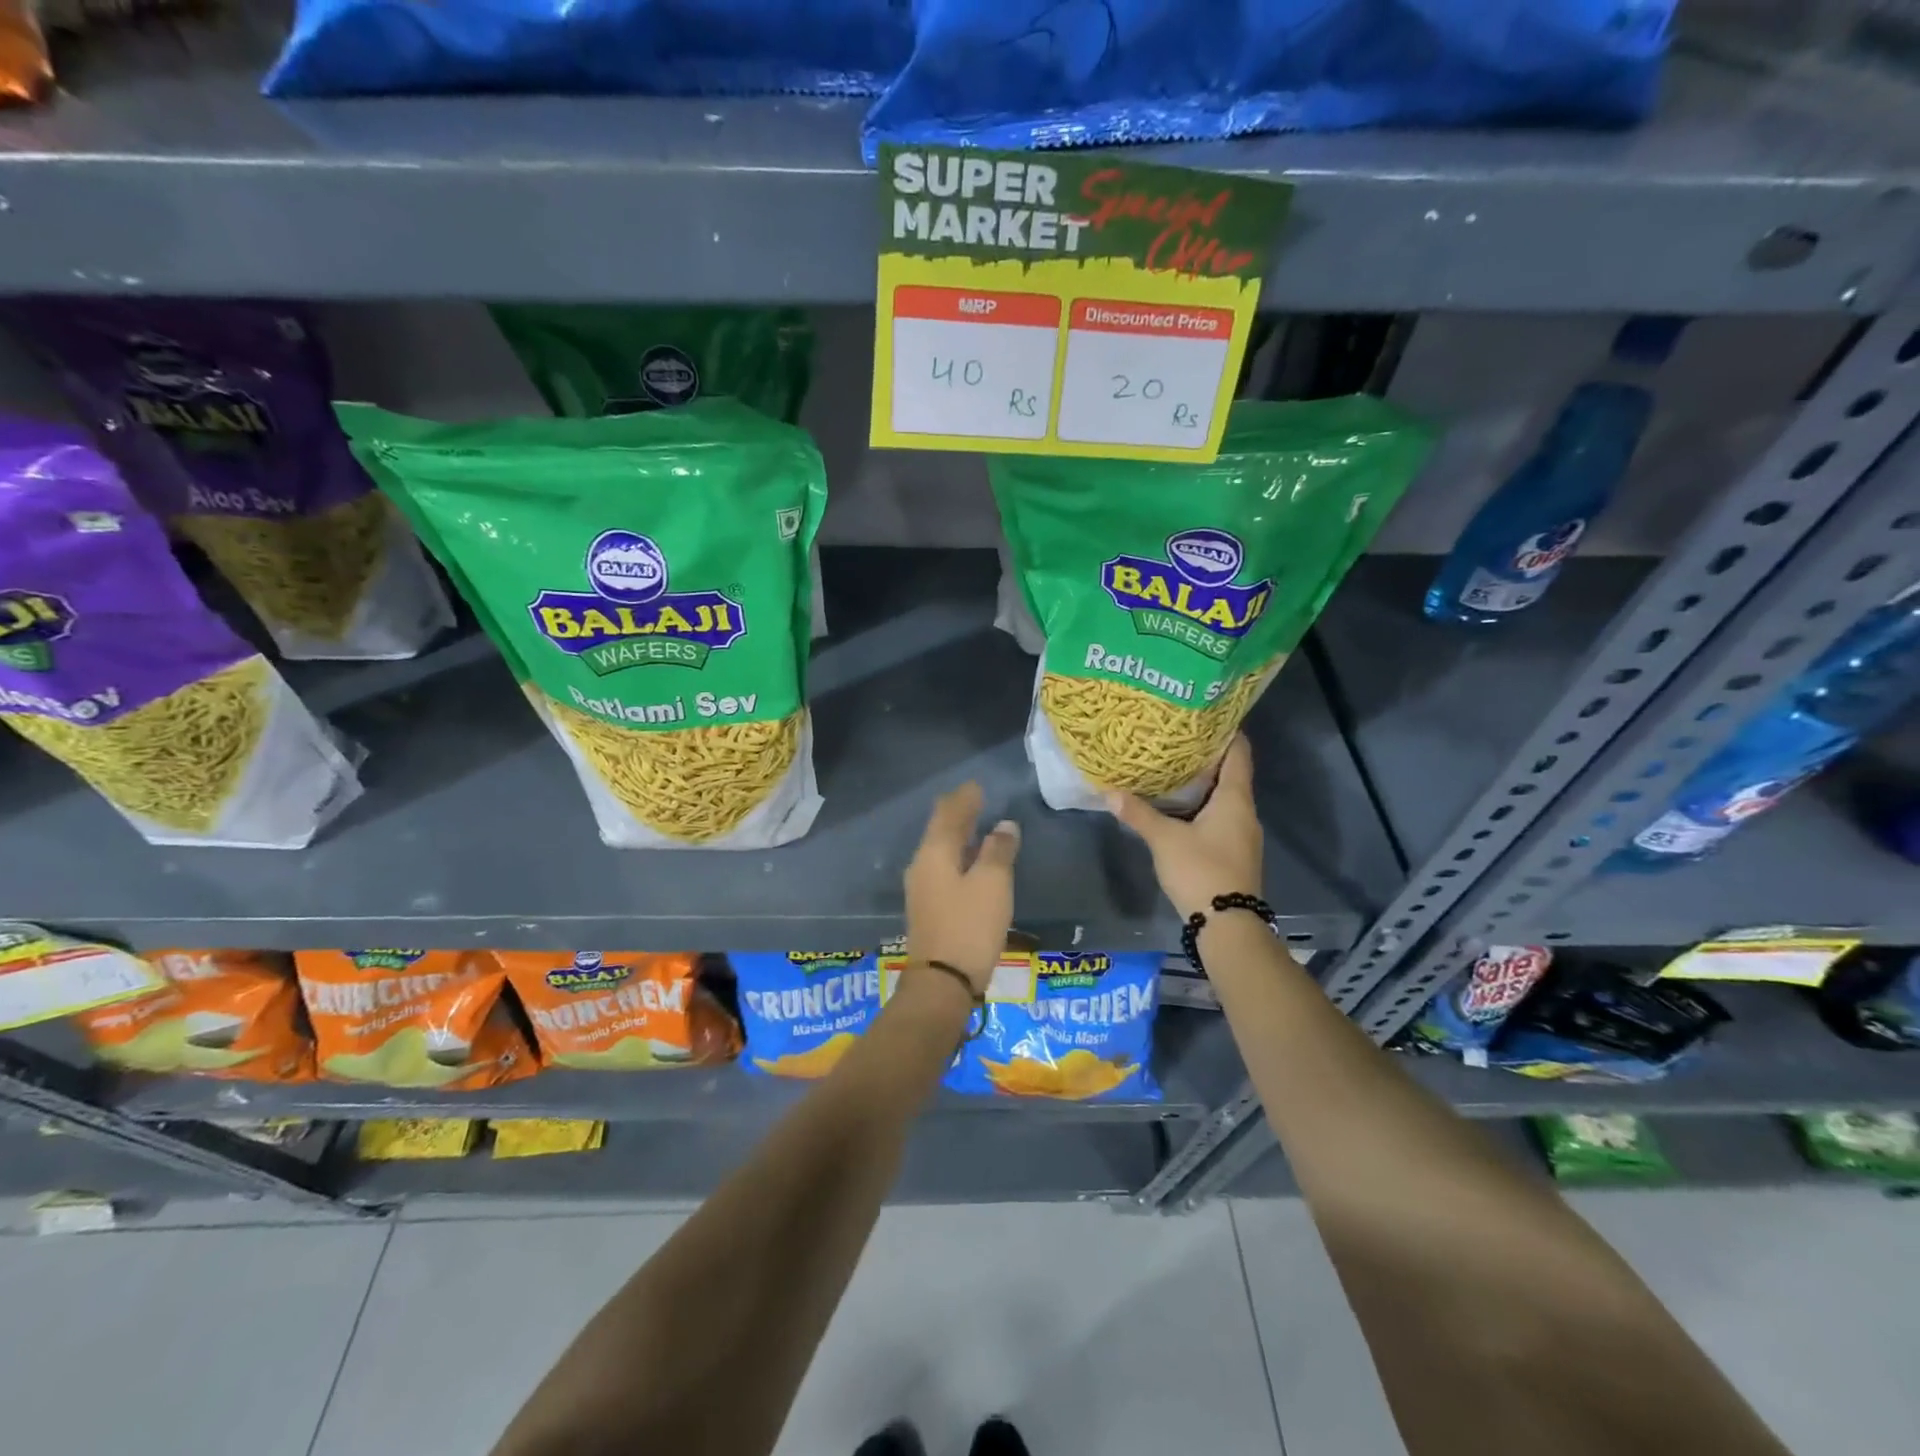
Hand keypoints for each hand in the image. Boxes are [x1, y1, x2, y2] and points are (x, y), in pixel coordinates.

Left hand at [904, 782, 1020, 993]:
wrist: (941, 983)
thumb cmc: (970, 927)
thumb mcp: (993, 884)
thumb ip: (999, 851)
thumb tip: (1004, 826)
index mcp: (935, 852)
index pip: (949, 813)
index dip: (965, 797)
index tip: (978, 785)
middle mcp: (922, 864)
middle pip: (939, 829)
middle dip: (957, 812)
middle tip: (975, 799)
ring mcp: (921, 887)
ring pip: (940, 849)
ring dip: (957, 835)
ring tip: (976, 825)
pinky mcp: (928, 907)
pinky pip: (942, 867)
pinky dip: (957, 855)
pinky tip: (970, 861)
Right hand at [1107, 736, 1262, 920]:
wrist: (1228, 924)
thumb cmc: (1201, 870)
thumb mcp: (1164, 840)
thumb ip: (1138, 814)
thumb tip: (1109, 792)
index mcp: (1235, 800)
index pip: (1239, 754)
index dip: (1227, 733)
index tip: (1206, 717)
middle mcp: (1245, 812)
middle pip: (1231, 775)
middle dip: (1207, 758)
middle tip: (1177, 741)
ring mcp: (1243, 834)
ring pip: (1225, 798)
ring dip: (1204, 785)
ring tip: (1174, 770)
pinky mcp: (1236, 852)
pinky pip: (1221, 817)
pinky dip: (1204, 807)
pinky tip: (1181, 808)